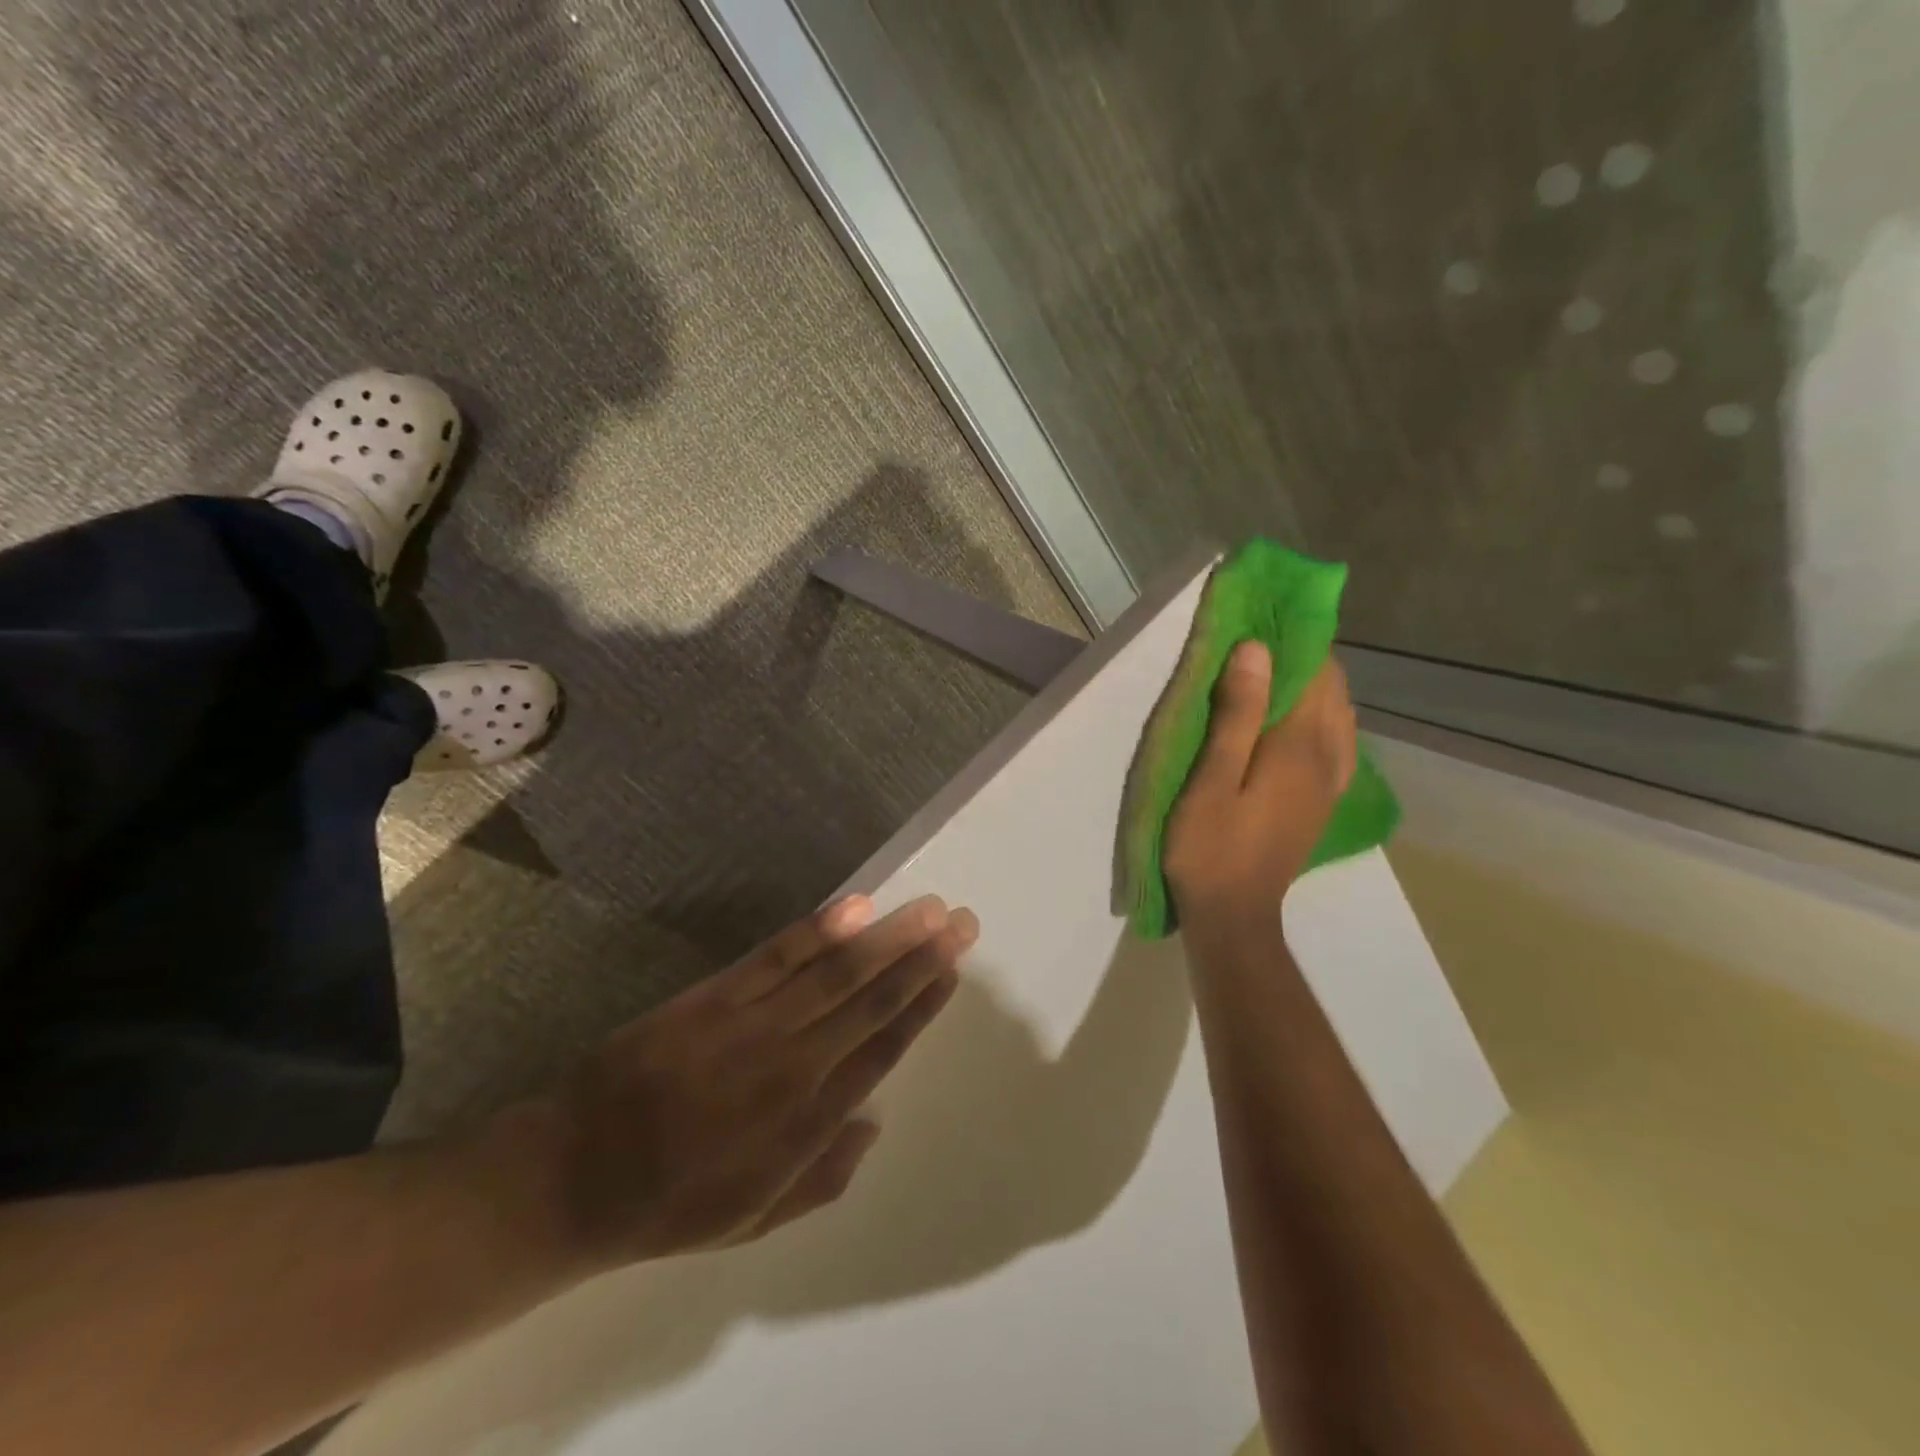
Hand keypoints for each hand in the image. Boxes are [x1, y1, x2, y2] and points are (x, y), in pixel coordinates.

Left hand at [521, 894, 975, 1273]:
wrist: (575, 1174)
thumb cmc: (673, 1201)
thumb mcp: (756, 1219)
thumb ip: (826, 1174)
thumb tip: (874, 1118)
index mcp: (805, 1124)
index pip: (882, 1051)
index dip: (922, 1006)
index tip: (952, 970)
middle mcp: (791, 1066)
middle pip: (870, 1002)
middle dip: (921, 959)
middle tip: (961, 923)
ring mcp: (751, 1024)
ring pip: (834, 972)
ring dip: (886, 937)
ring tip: (926, 909)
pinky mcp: (714, 996)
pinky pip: (776, 956)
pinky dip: (819, 931)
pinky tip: (855, 907)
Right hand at [1163, 643, 1356, 923]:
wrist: (1233, 915)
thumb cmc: (1209, 847)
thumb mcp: (1211, 780)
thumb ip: (1237, 715)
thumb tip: (1258, 650)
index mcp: (1299, 748)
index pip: (1313, 674)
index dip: (1296, 638)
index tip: (1267, 612)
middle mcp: (1328, 759)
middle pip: (1332, 691)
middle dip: (1306, 656)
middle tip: (1264, 635)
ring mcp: (1331, 783)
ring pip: (1339, 715)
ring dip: (1316, 684)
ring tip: (1278, 668)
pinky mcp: (1323, 800)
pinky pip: (1338, 742)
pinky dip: (1323, 716)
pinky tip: (1301, 718)